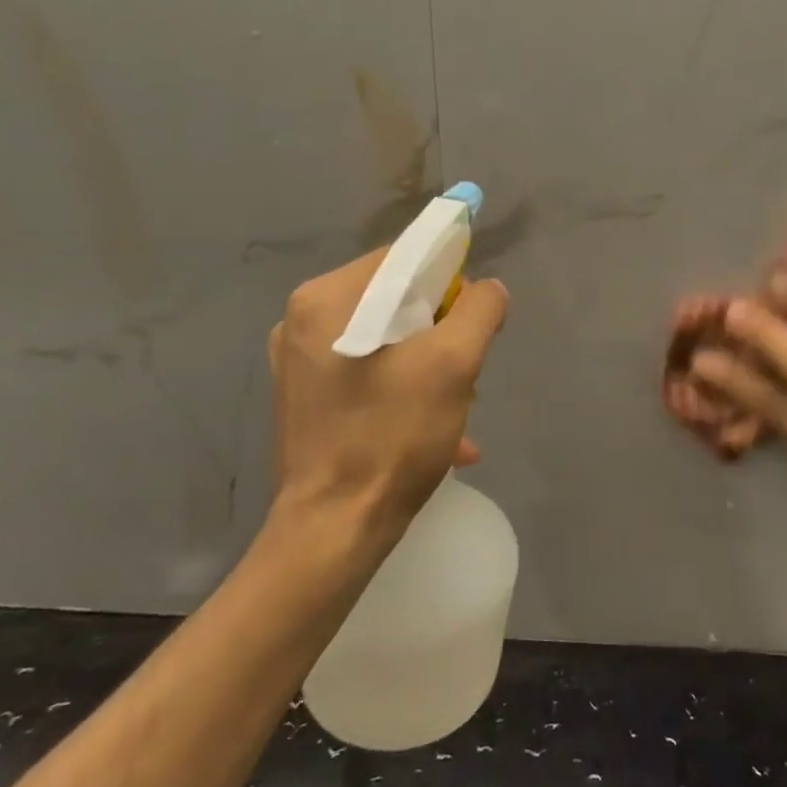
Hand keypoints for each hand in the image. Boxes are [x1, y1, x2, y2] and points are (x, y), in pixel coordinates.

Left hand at [267, 249, 507, 546]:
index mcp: (327, 298)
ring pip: (387, 338)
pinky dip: (404, 389)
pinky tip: (437, 431)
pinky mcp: (305, 397)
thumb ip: (479, 310)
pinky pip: (368, 371)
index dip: (450, 279)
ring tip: (456, 407)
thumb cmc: (392, 437)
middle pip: (395, 299)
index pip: (404, 257)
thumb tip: (488, 290)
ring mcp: (299, 361)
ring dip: (429, 364)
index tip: (473, 319)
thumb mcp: (453, 364)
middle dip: (440, 330)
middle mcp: (302, 320)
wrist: (334, 530)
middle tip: (464, 371)